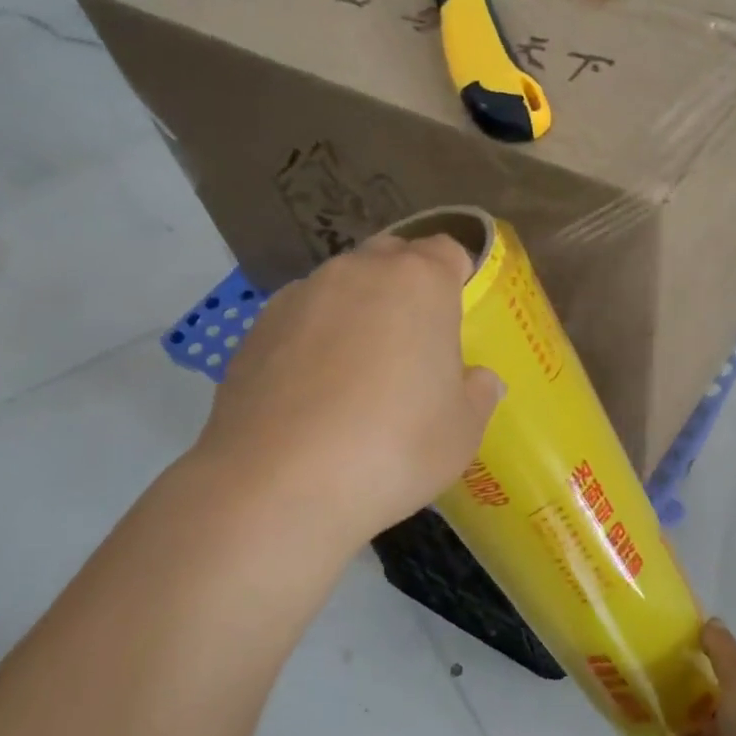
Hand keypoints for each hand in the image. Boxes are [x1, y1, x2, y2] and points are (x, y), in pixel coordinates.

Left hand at [199, 234, 502, 549]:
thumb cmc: (395, 448)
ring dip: (356, 313)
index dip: (456, 279)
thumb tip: (479, 380)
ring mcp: (300, 296)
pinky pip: (300, 320)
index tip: (456, 319)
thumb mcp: (462, 431)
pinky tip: (313, 392)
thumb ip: (477, 394)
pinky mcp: (256, 328)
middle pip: (390, 259)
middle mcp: (357, 272)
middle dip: (405, 287)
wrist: (280, 483)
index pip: (447, 252)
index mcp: (418, 283)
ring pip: (340, 288)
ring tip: (357, 373)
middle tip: (413, 343)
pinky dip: (313, 340)